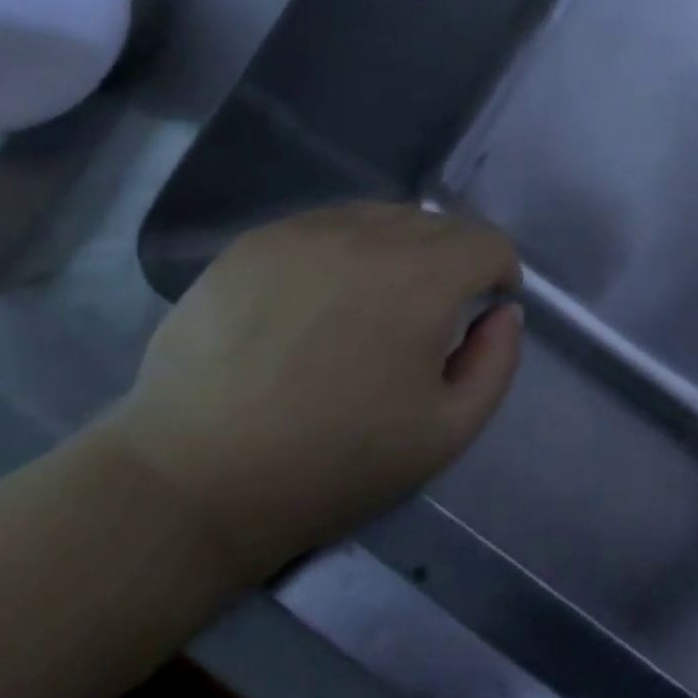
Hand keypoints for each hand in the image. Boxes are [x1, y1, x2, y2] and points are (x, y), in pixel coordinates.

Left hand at [99, 204, 521, 582]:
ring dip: (403, 248)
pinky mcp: (256, 242)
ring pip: (383, 217)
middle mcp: (369, 235)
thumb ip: (497, 362)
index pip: (487, 242)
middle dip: (455, 259)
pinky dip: (348, 248)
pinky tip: (323, 298)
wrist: (193, 480)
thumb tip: (503, 312)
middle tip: (434, 313)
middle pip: (438, 224)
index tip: (486, 307)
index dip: (499, 272)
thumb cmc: (334, 463)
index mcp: (422, 278)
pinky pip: (328, 225)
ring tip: (379, 300)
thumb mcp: (447, 431)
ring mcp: (305, 231)